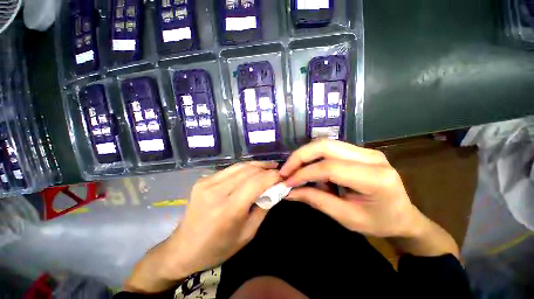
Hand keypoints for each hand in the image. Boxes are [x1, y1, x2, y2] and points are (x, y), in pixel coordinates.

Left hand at [124, 161, 280, 292]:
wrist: (183, 248)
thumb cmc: (218, 247)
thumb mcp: (247, 233)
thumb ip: (263, 207)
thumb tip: (274, 189)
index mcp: (228, 210)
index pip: (256, 183)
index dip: (272, 176)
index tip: (283, 176)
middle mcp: (216, 192)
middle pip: (248, 171)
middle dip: (266, 168)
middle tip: (277, 170)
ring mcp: (207, 183)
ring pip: (239, 166)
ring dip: (256, 165)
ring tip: (269, 166)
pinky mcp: (203, 180)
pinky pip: (230, 170)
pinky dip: (244, 168)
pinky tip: (252, 170)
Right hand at [280, 139, 422, 237]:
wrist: (403, 216)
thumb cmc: (378, 223)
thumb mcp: (346, 218)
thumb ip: (316, 200)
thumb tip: (289, 192)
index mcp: (375, 178)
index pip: (329, 167)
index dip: (304, 173)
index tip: (287, 182)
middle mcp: (371, 157)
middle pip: (325, 145)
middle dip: (300, 156)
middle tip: (286, 170)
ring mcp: (366, 150)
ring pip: (325, 143)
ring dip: (305, 155)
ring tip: (295, 170)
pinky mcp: (359, 150)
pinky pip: (330, 148)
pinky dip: (314, 157)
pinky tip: (310, 169)